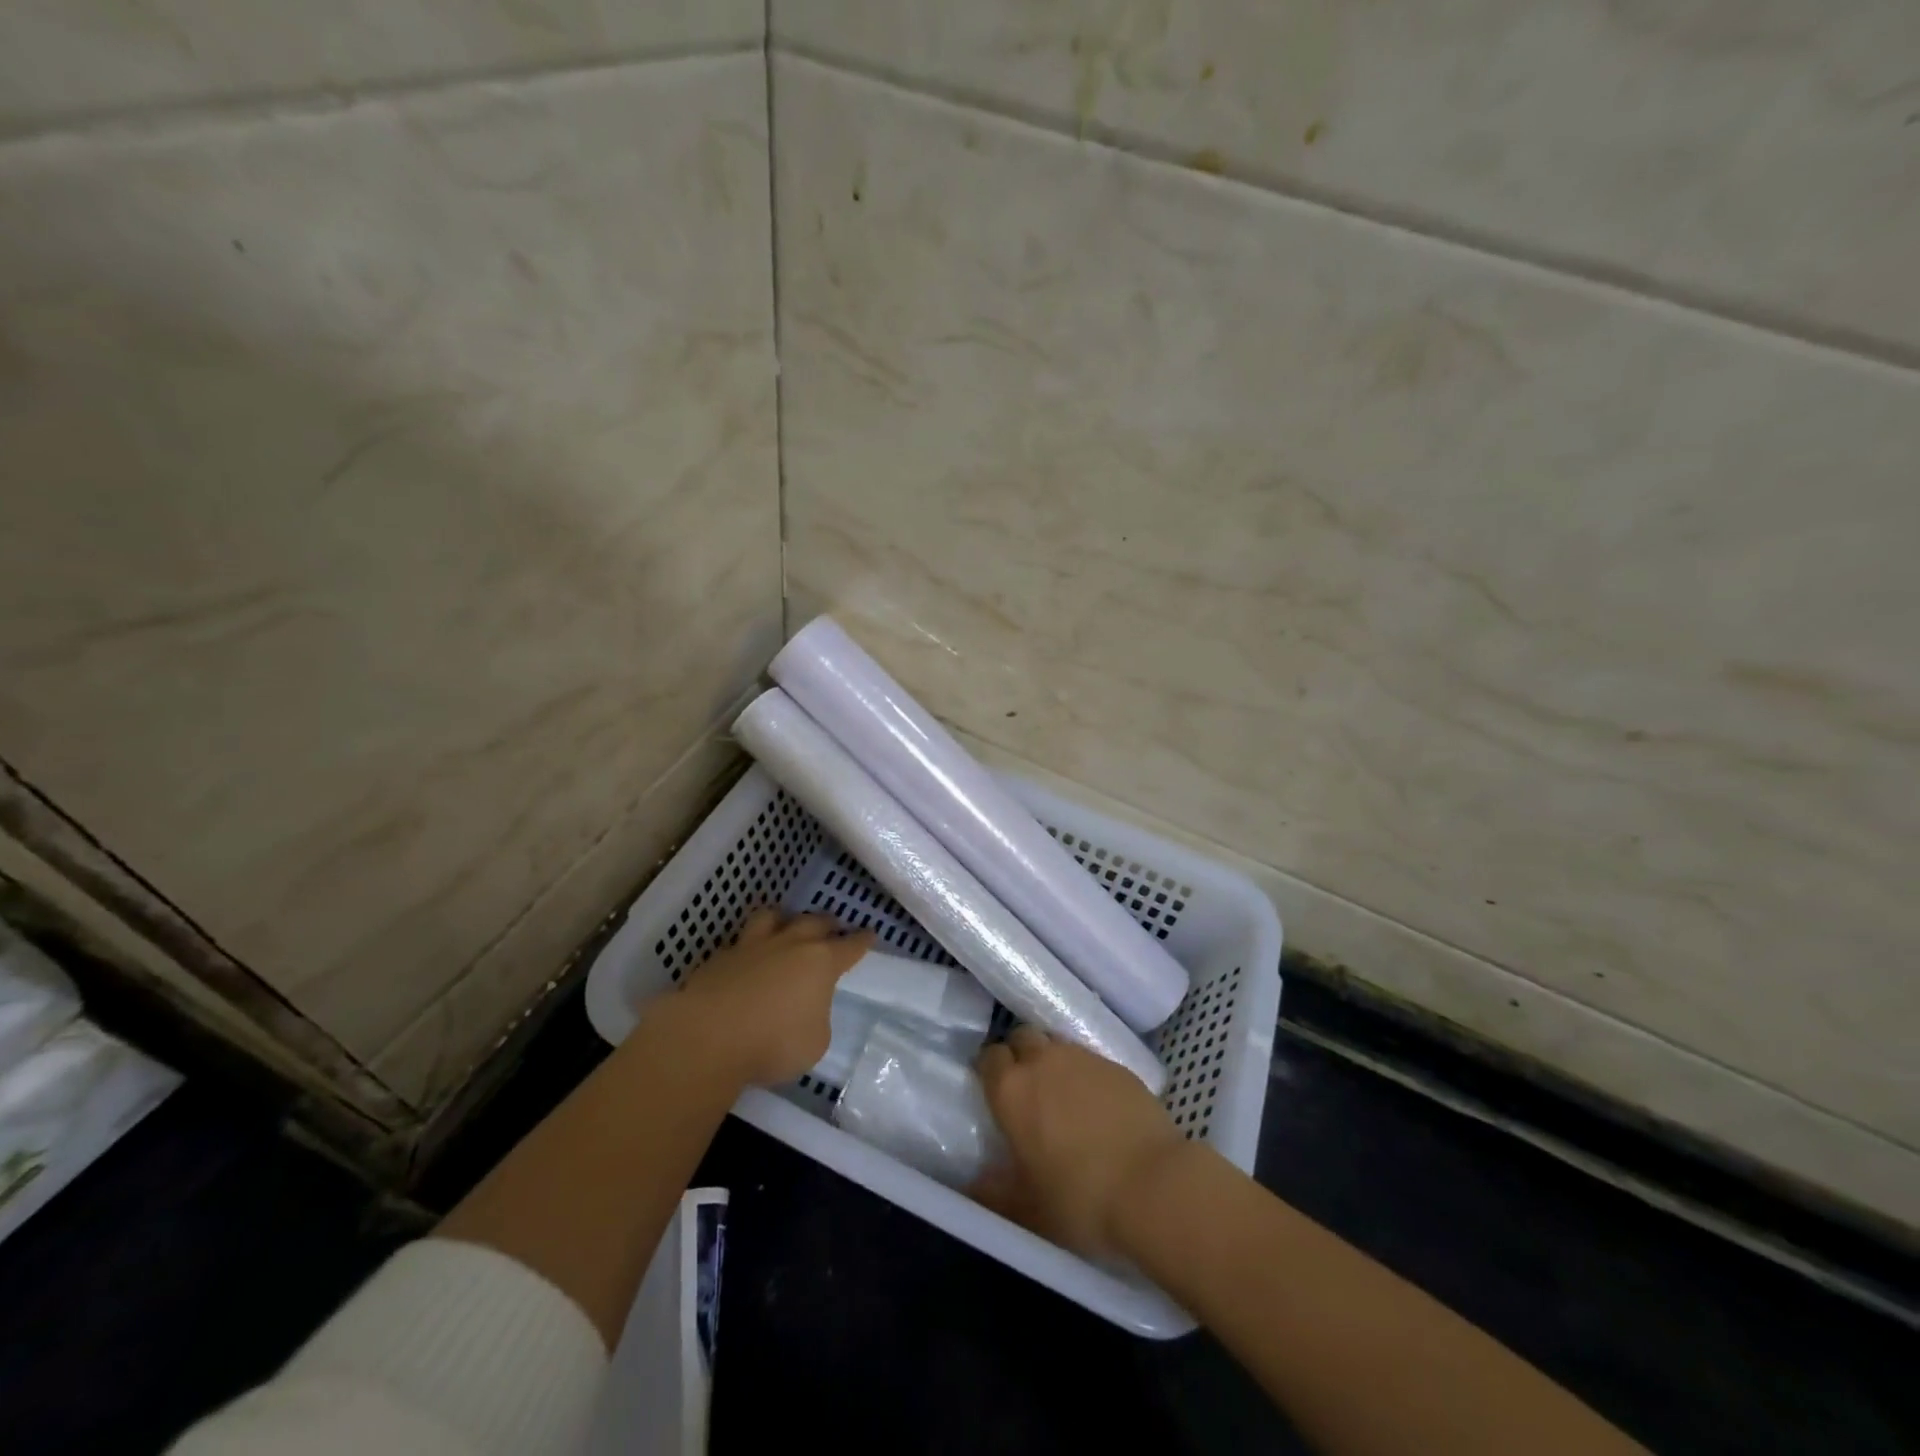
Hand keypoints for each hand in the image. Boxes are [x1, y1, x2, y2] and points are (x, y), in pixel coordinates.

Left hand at [663, 909, 872, 1086]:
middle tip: (832, 927)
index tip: (870, 934)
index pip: (849, 946)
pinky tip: (746, 960)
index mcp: (821, 963)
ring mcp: (752, 947)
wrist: (707, 1037)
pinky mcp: (719, 958)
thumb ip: (816, 1019)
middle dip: (826, 924)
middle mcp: (790, 945)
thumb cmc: (773, 1043)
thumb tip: (805, 1010)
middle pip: (814, 922)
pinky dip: (748, 947)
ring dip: (784, 919)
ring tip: (785, 924)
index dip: (862, 941)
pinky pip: (740, 943)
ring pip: (772, 917)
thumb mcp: (815, 1043)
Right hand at [972, 1026, 1183, 1257]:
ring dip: (1053, 1061)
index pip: (989, 1057)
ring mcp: (1083, 1058)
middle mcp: (1043, 1061)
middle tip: (1029, 1089)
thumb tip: (974, 1186)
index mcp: (1011, 1090)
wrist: (1153, 1184)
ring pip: (1057, 1044)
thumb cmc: (1080, 1199)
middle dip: (1021, 1055)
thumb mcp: (1029, 1209)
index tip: (997, 1093)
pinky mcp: (1117, 1064)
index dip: (991, 1071)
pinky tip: (1099, 1105)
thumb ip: (995, 1193)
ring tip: (1064, 1095)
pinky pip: (1091, 1059)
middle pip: (1022, 1037)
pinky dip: (1087, 1074)